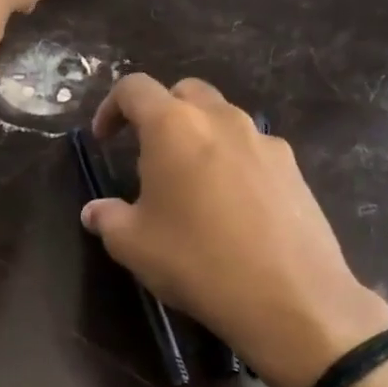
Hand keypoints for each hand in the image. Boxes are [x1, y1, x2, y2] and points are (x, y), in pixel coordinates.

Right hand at [79, 74, 387, 386]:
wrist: (291, 297)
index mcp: (174, 126)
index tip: (104, 140)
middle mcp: (221, 119)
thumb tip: (94, 212)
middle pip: (184, 93)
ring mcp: (264, 141)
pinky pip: (252, 150)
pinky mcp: (293, 168)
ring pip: (223, 119)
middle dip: (160, 114)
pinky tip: (231, 208)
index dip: (111, 108)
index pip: (134, 89)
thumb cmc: (197, 261)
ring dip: (199, 137)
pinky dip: (232, 162)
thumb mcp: (133, 245)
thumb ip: (107, 219)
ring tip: (190, 185)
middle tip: (148, 156)